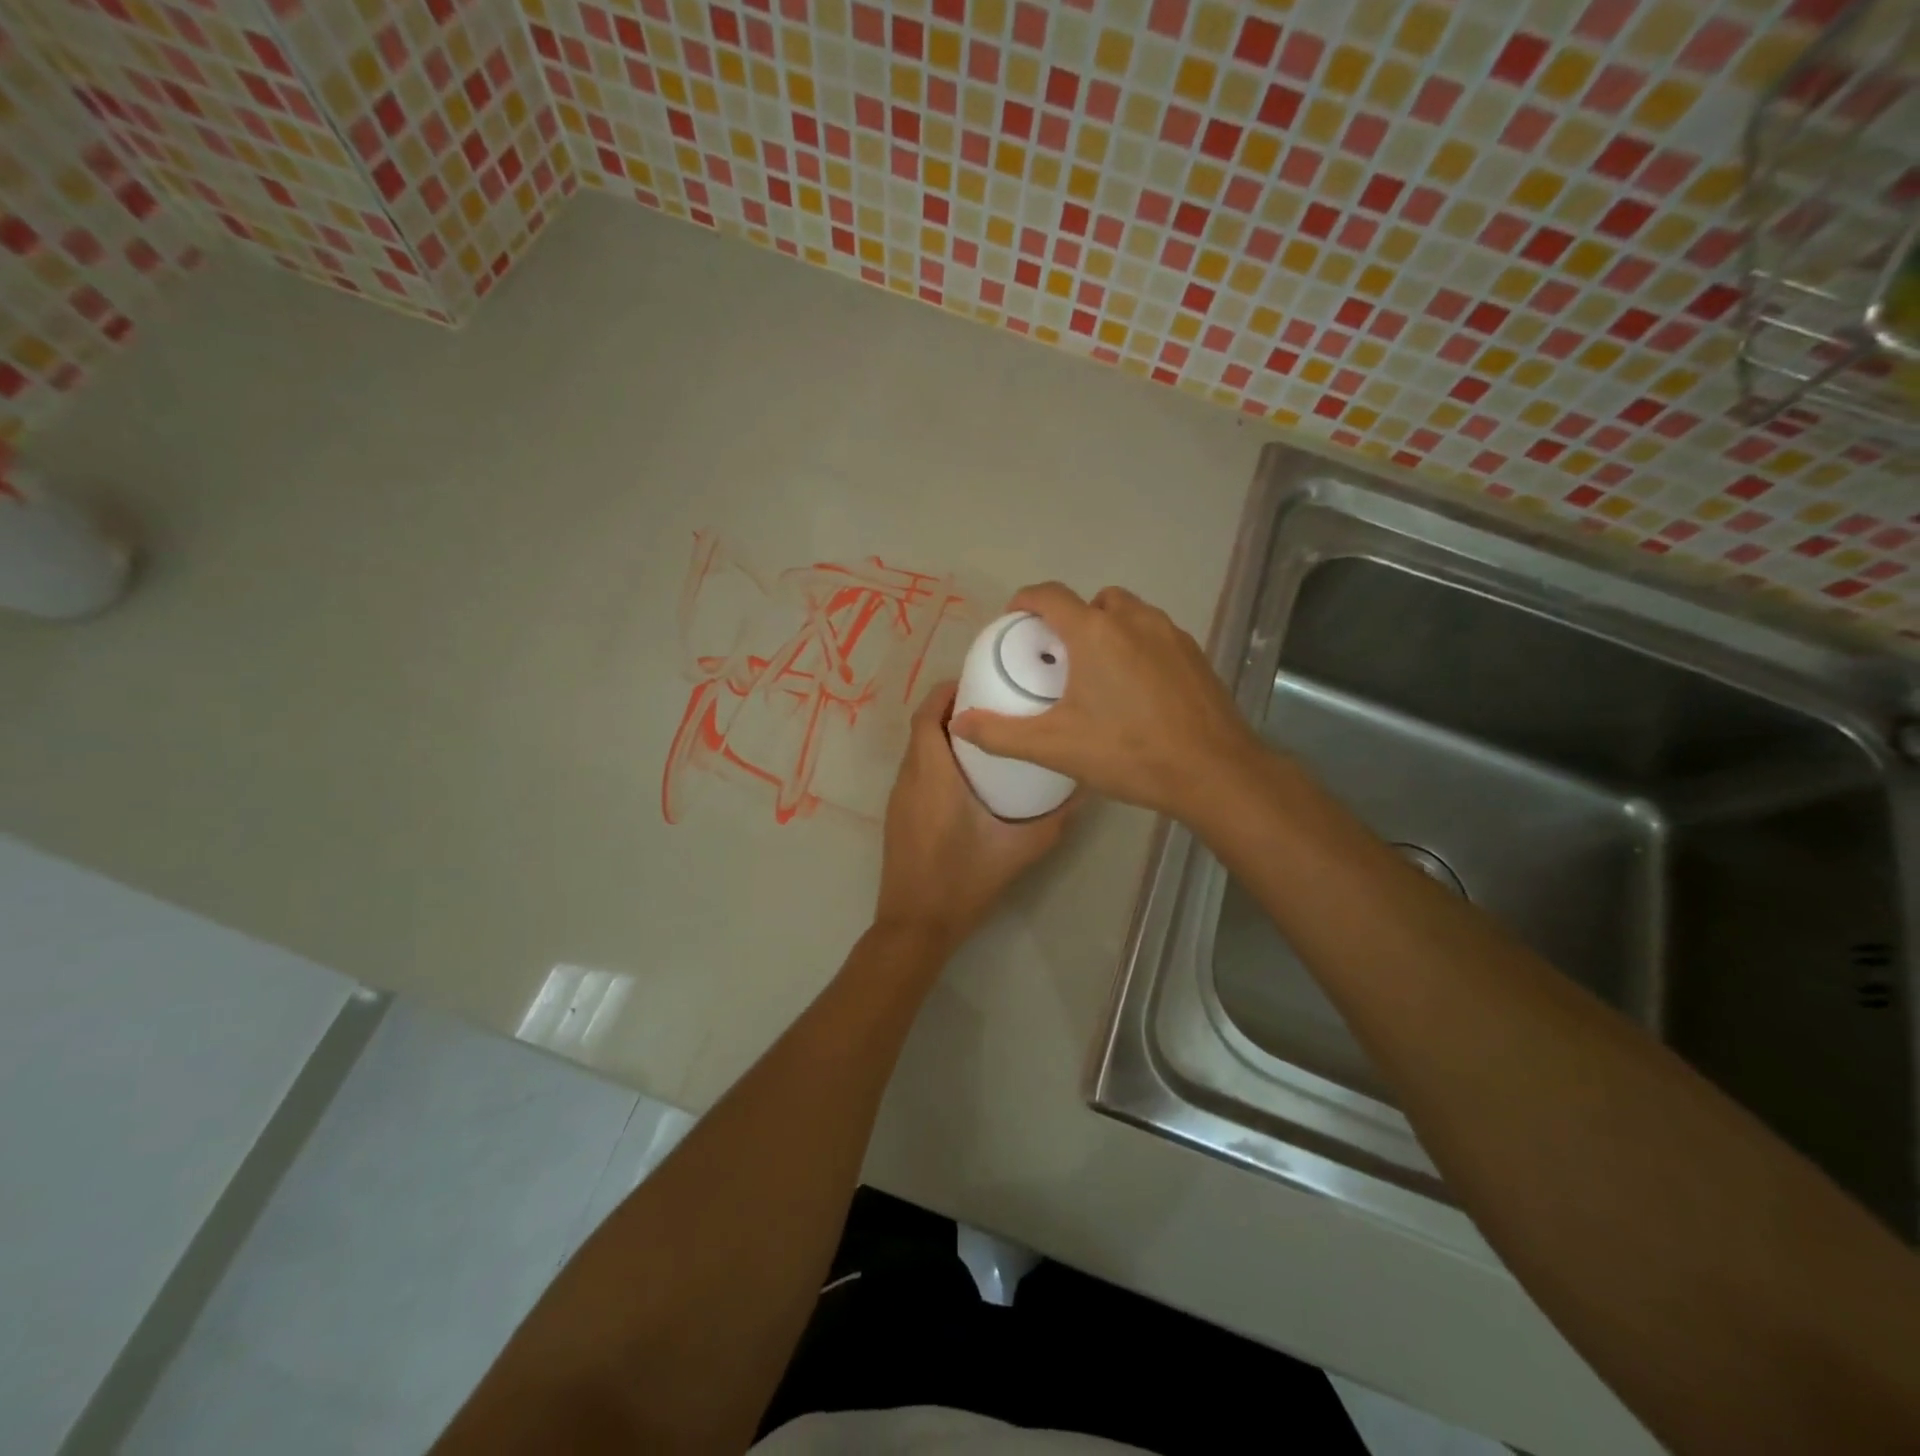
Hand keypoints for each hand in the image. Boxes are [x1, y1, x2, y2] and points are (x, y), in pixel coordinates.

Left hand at [875, 680, 1070, 952]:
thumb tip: (1083, 790)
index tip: (978, 681)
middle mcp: (908, 778)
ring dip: (942, 734)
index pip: (927, 714)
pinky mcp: (897, 815)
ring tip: (985, 734)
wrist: (916, 925)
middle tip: (992, 705)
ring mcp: (898, 798)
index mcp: (932, 775)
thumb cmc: (964, 881)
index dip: (947, 691)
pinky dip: (934, 758)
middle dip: (951, 709)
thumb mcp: (1018, 849)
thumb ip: (1054, 820)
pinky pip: (914, 771)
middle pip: (921, 727)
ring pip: (916, 749)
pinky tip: (966, 775)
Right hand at [949, 583, 1265, 819]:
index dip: (1026, 600)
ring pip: (1130, 614)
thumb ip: (1001, 734)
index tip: (1015, 619)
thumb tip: (959, 723)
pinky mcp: (1195, 654)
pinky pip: (1156, 635)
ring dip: (1108, 629)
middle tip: (1060, 656)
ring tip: (1098, 672)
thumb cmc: (1128, 752)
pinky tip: (1137, 689)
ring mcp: (1170, 634)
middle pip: (1093, 601)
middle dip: (1072, 618)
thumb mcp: (1055, 747)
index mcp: (1095, 632)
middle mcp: (1134, 620)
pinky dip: (1138, 647)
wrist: (1213, 772)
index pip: (1050, 595)